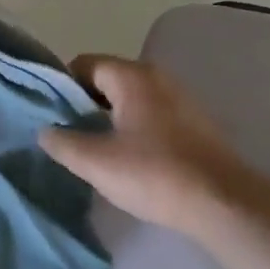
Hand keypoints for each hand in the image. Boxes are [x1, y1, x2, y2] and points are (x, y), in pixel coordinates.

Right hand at [41, 55, 269, 240]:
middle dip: (84, 105)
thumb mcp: (95, 162)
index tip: (52, 117)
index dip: (62, 87)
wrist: (223, 204)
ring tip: (95, 150)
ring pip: (130, 99)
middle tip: (68, 136)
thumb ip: (62, 142)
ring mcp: (179, 99)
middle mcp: (156, 77)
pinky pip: (151, 115)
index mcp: (131, 76)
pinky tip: (129, 160)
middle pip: (107, 80)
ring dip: (109, 119)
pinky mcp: (194, 124)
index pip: (84, 64)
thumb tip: (45, 131)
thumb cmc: (153, 174)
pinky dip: (133, 129)